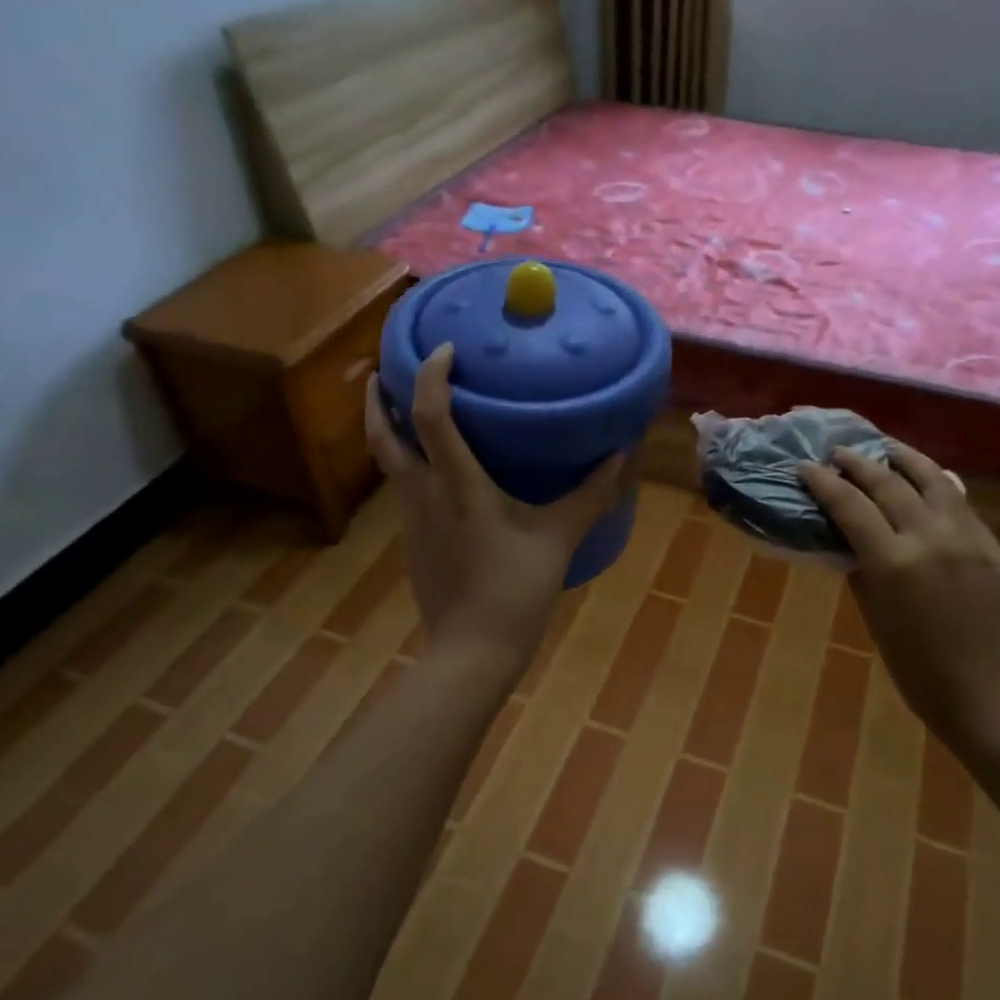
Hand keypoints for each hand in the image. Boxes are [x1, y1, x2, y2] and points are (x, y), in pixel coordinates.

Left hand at [365, 344, 626, 679]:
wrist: (471, 650)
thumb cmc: (515, 590)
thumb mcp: (559, 538)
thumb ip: (590, 494)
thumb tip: (620, 454)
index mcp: (457, 485)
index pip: (430, 415)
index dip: (431, 375)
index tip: (444, 348)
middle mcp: (423, 493)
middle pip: (382, 434)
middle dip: (379, 397)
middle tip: (386, 368)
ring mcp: (410, 519)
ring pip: (386, 461)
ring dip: (389, 428)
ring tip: (407, 408)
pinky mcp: (411, 540)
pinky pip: (402, 487)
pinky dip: (408, 463)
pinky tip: (434, 471)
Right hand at [800, 444, 999, 742]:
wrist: (990, 694)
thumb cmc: (918, 669)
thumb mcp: (876, 618)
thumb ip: (862, 570)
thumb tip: (849, 539)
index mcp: (894, 563)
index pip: (851, 506)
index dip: (824, 482)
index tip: (806, 467)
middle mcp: (931, 539)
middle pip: (889, 484)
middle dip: (858, 463)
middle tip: (838, 452)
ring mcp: (968, 538)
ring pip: (933, 480)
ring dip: (905, 458)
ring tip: (885, 447)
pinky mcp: (994, 546)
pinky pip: (961, 503)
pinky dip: (938, 484)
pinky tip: (928, 478)